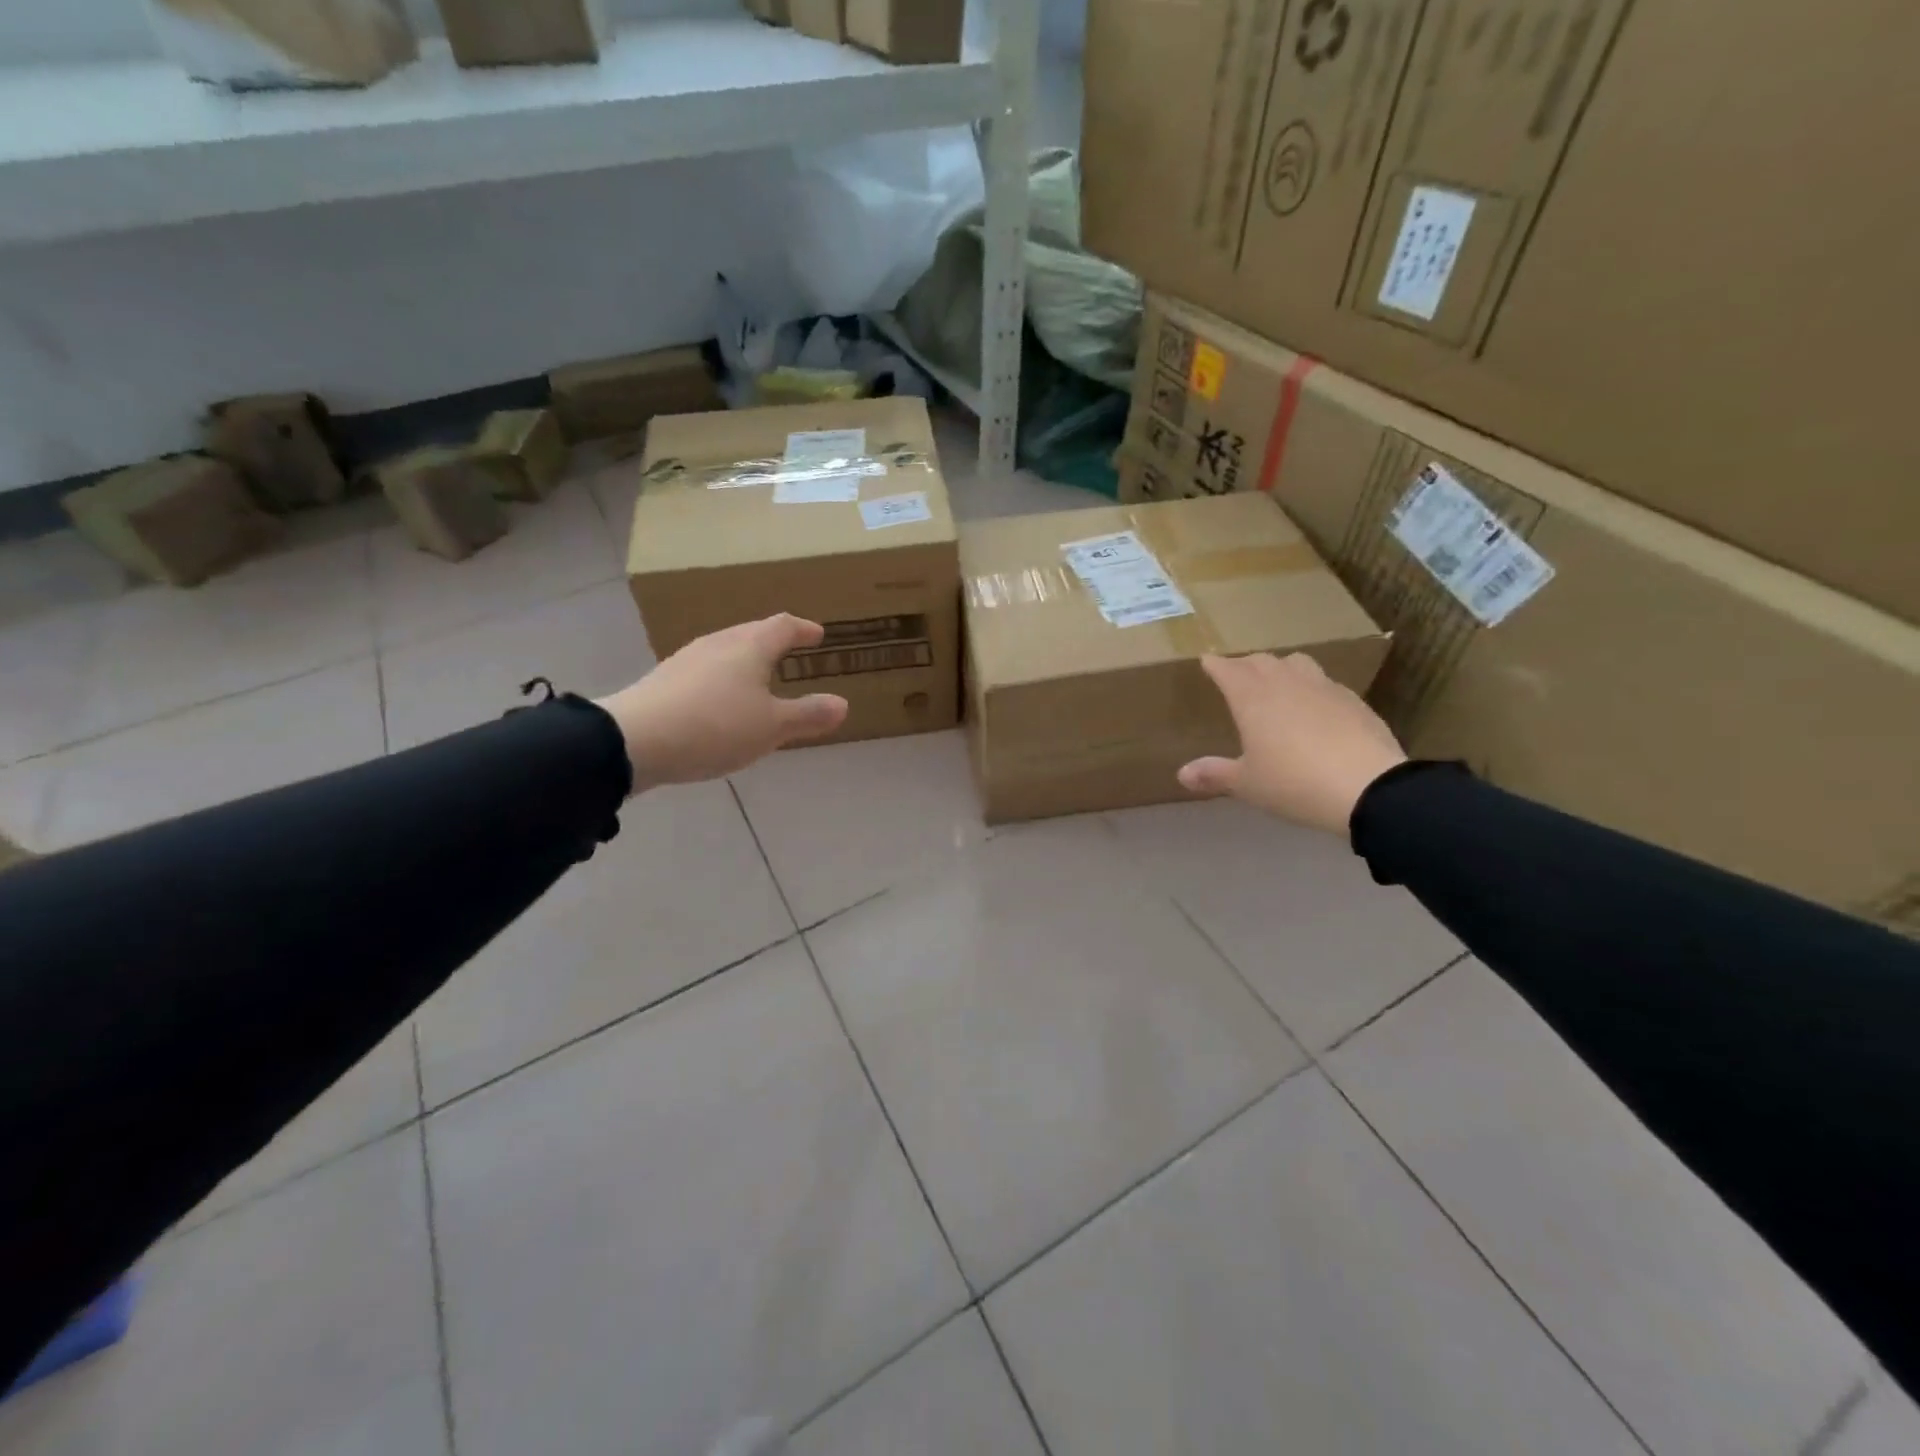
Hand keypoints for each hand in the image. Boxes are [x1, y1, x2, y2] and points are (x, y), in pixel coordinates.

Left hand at [597, 615, 848, 790]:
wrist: (634, 740)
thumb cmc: (716, 726)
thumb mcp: (772, 727)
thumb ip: (808, 715)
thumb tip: (842, 704)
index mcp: (750, 647)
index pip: (782, 626)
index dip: (802, 629)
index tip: (817, 634)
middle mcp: (718, 644)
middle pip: (751, 632)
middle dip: (773, 640)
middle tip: (790, 650)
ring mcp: (686, 660)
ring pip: (725, 650)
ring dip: (746, 659)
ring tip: (758, 676)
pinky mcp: (664, 682)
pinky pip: (705, 671)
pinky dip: (723, 678)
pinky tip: (720, 700)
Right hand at [1178, 652, 1406, 836]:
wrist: (1369, 788)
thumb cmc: (1294, 783)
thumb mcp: (1248, 784)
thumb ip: (1215, 774)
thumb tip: (1183, 774)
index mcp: (1252, 698)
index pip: (1227, 669)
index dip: (1215, 664)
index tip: (1206, 660)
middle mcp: (1286, 683)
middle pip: (1261, 661)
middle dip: (1245, 664)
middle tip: (1237, 675)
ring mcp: (1323, 687)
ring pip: (1296, 663)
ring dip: (1281, 668)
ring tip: (1277, 683)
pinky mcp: (1353, 700)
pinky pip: (1324, 683)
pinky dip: (1311, 687)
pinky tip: (1314, 707)